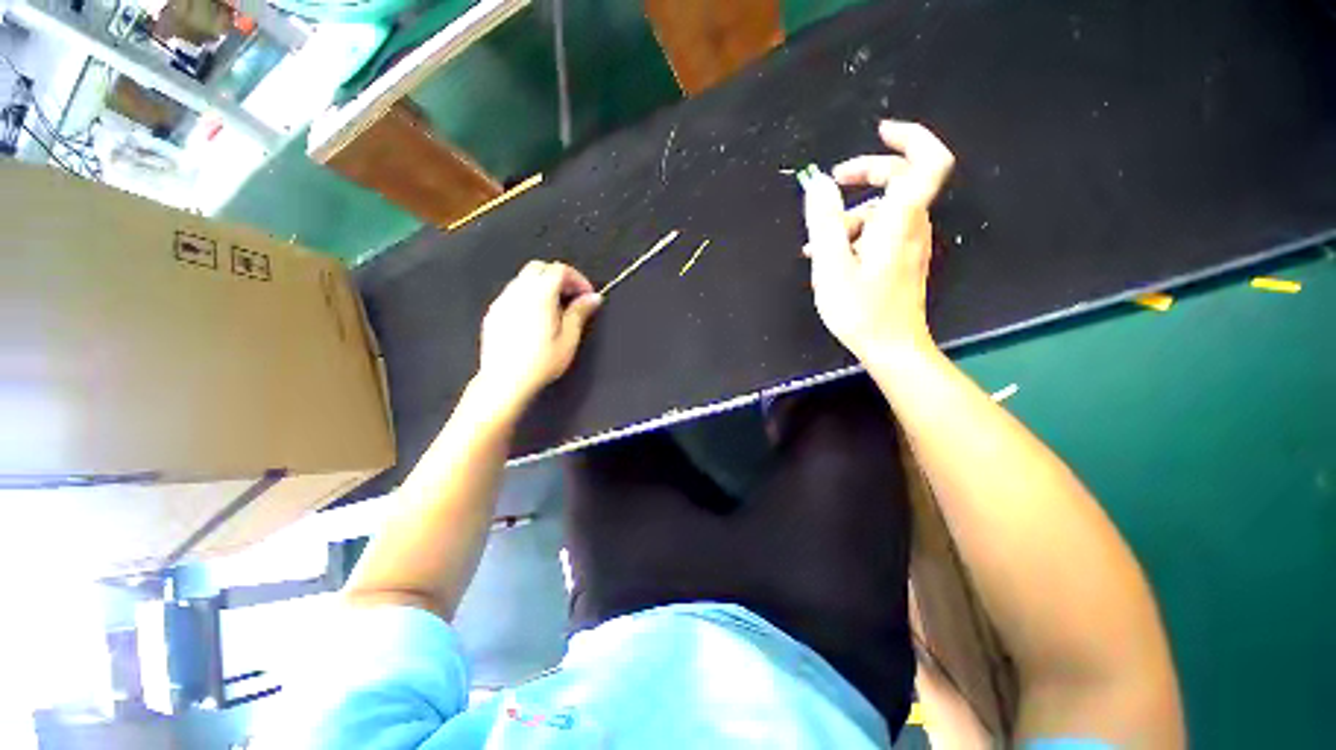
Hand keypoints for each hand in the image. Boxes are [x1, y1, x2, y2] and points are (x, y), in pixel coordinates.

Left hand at [477, 261, 601, 411]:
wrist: (504, 381)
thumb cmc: (541, 362)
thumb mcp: (569, 339)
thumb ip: (580, 313)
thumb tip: (593, 297)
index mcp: (540, 295)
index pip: (559, 270)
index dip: (577, 278)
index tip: (587, 296)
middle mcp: (518, 291)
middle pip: (539, 267)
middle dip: (559, 277)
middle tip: (572, 298)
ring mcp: (502, 300)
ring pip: (524, 278)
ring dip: (543, 285)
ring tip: (555, 309)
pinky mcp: (493, 312)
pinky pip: (513, 293)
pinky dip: (528, 295)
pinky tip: (535, 318)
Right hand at [801, 120, 954, 363]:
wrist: (892, 348)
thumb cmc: (861, 310)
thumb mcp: (832, 266)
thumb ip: (824, 222)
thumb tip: (816, 184)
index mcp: (900, 222)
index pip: (928, 162)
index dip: (910, 138)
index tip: (879, 132)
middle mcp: (912, 227)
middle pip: (900, 181)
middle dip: (864, 174)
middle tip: (830, 185)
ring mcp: (910, 245)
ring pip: (884, 211)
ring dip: (849, 216)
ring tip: (815, 242)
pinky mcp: (902, 261)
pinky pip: (880, 233)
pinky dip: (855, 235)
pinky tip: (829, 256)